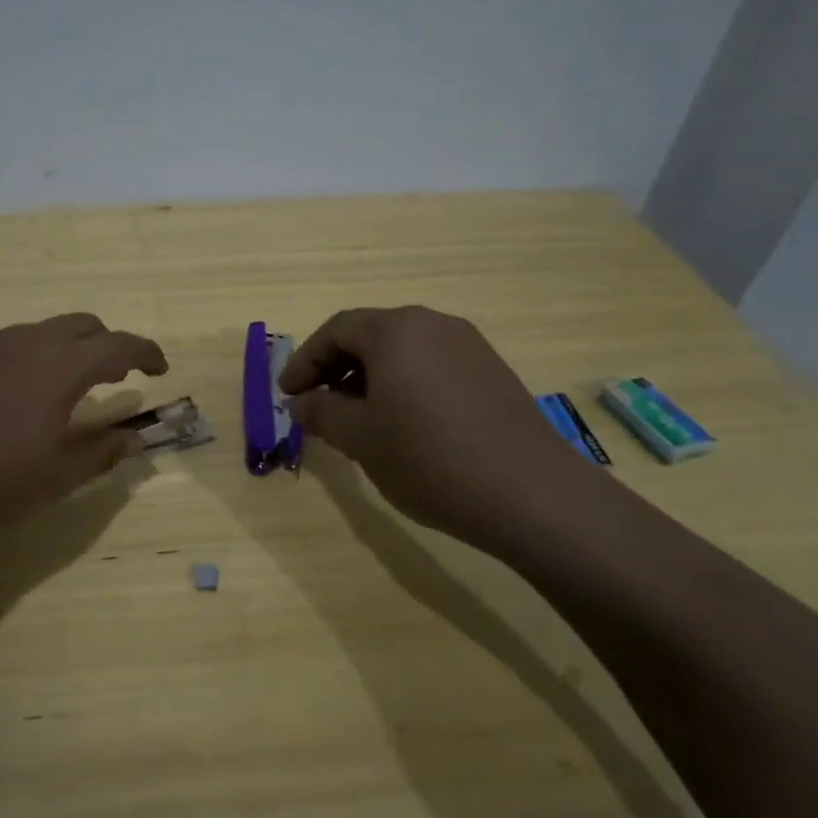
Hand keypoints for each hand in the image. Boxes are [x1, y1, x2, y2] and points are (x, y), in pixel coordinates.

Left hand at [0, 313, 168, 539]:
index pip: (120, 345)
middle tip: (115, 377)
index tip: (160, 369)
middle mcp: (28, 341)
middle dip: (108, 344)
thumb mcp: (56, 476)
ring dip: (68, 350)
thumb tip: (134, 438)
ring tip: (65, 389)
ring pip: (44, 332)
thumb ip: (102, 453)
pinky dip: (32, 358)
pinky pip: (10, 344)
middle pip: (83, 325)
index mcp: (61, 366)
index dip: (146, 353)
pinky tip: (14, 397)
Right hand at [280, 307, 603, 547]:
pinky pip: (432, 366)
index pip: (335, 331)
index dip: (304, 362)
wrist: (531, 494)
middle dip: (336, 368)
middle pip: (370, 335)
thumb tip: (300, 402)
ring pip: (402, 351)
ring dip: (370, 378)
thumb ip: (321, 412)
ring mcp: (468, 346)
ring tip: (357, 419)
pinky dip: (404, 385)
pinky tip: (403, 424)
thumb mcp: (360, 438)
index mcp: (396, 330)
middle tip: (317, 405)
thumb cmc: (428, 458)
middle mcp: (432, 324)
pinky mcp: (491, 371)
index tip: (287, 395)